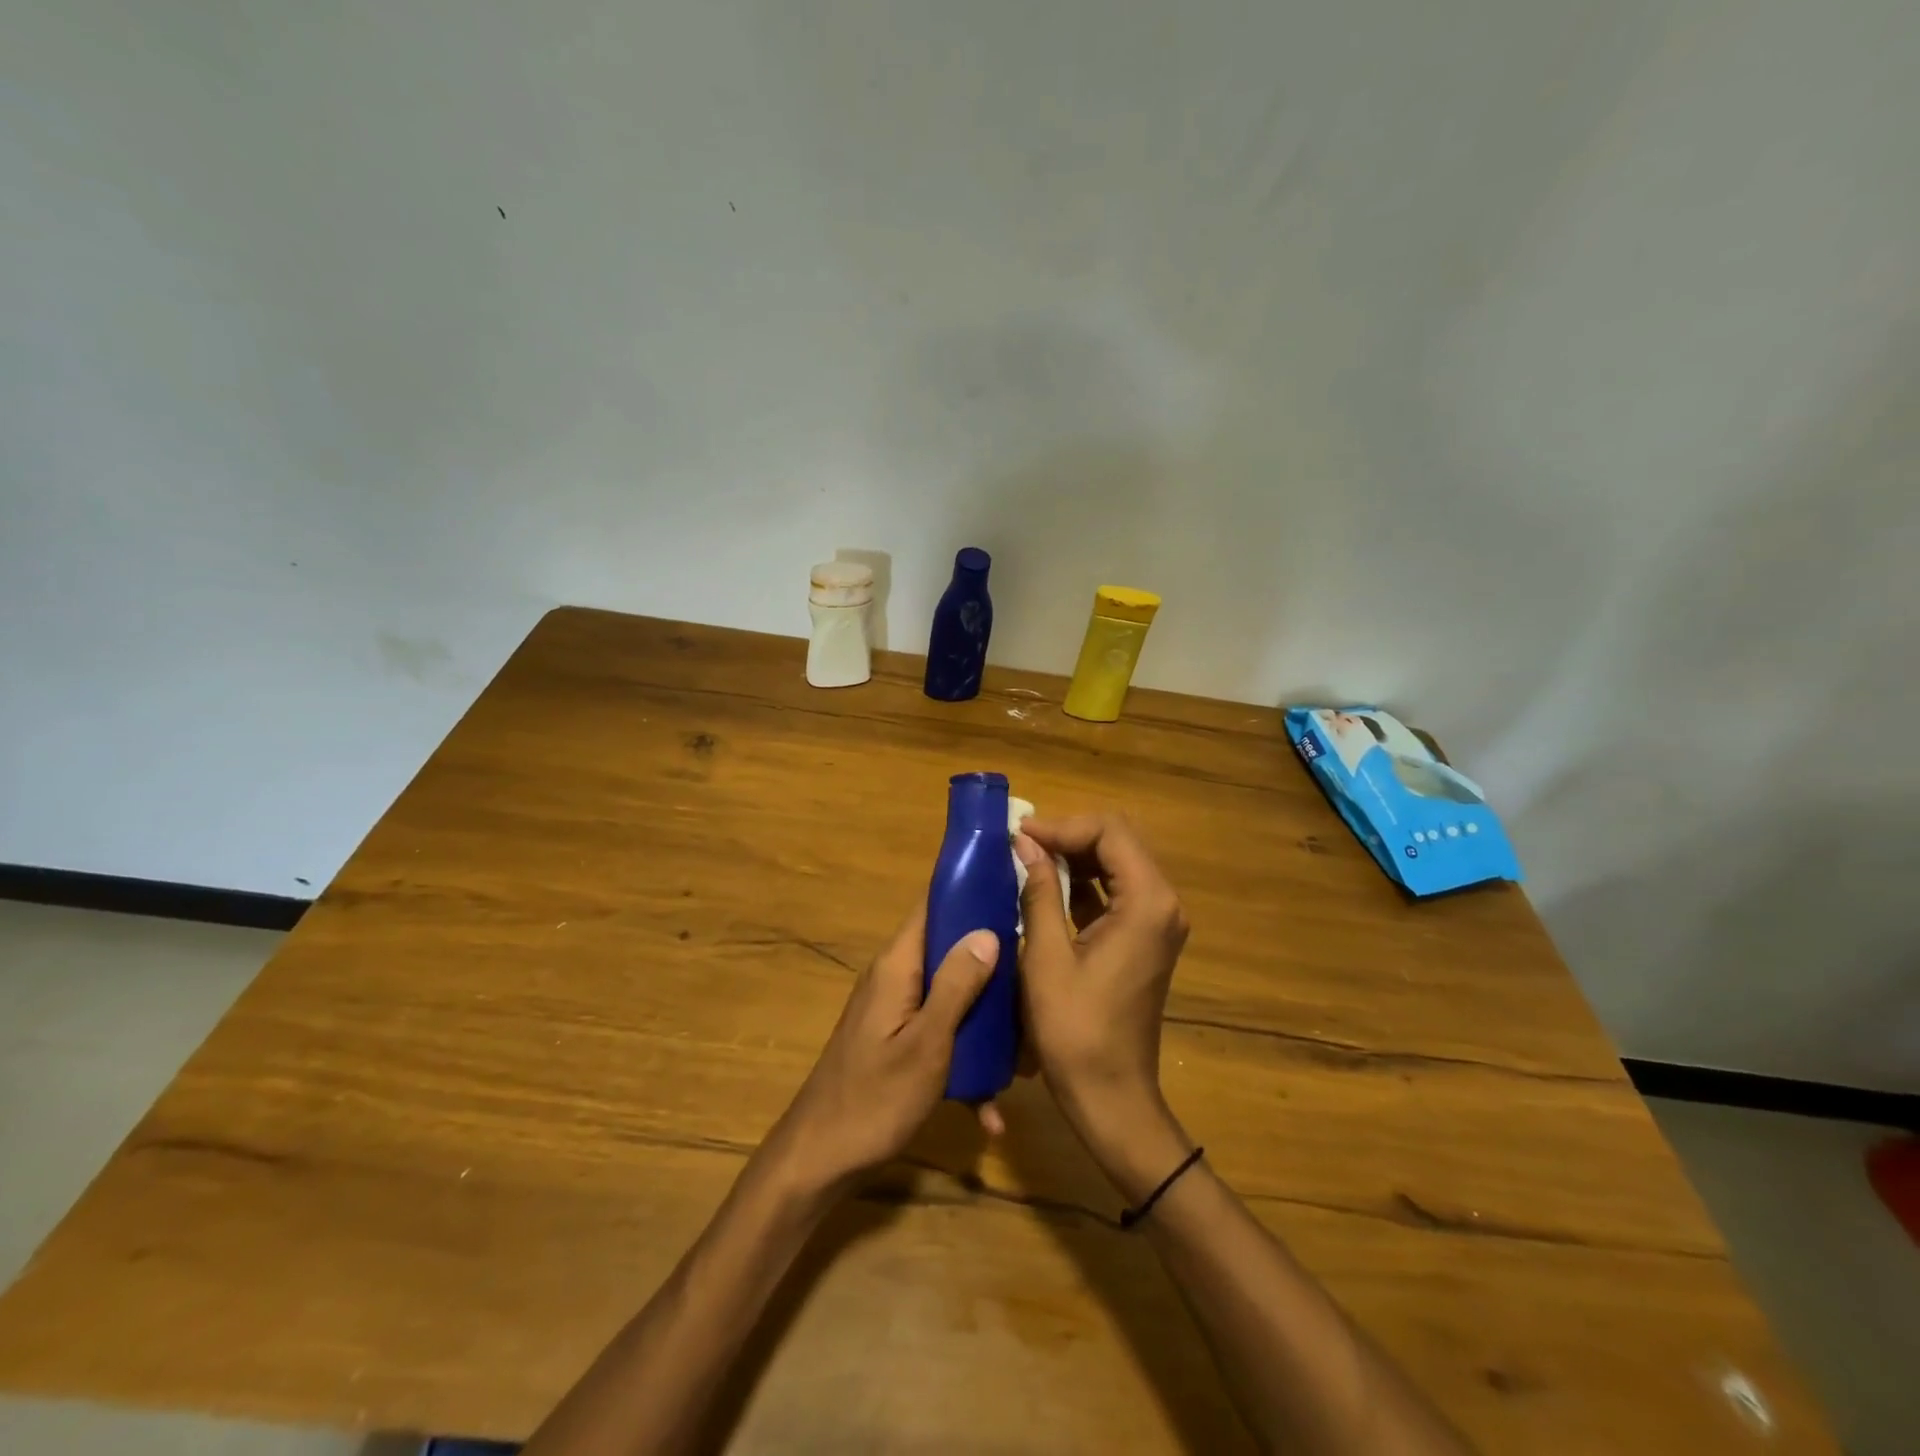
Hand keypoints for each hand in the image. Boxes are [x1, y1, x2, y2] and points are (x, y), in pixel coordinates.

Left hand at [770, 904, 998, 1195]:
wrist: (817, 1162)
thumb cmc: (874, 1099)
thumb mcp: (926, 1044)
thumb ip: (956, 985)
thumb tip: (987, 932)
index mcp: (897, 966)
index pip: (932, 905)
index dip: (970, 892)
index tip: (1015, 892)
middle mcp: (894, 978)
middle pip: (949, 950)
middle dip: (992, 964)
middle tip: (1034, 981)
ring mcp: (894, 1011)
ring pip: (950, 995)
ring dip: (984, 1020)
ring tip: (1023, 1052)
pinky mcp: (896, 1041)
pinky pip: (939, 1034)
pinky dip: (963, 1060)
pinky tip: (988, 1108)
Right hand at [1014, 815, 1194, 1197]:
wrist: (1111, 1097)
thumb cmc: (1075, 1031)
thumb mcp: (1046, 957)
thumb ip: (1040, 892)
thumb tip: (1025, 844)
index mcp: (1147, 903)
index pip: (1110, 832)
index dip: (1063, 826)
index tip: (1020, 834)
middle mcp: (1163, 904)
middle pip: (1119, 841)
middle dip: (1069, 835)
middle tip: (1021, 843)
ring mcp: (1158, 922)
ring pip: (1117, 864)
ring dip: (1075, 856)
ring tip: (1027, 858)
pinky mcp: (1145, 939)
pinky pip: (1117, 892)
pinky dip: (1084, 882)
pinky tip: (1047, 886)